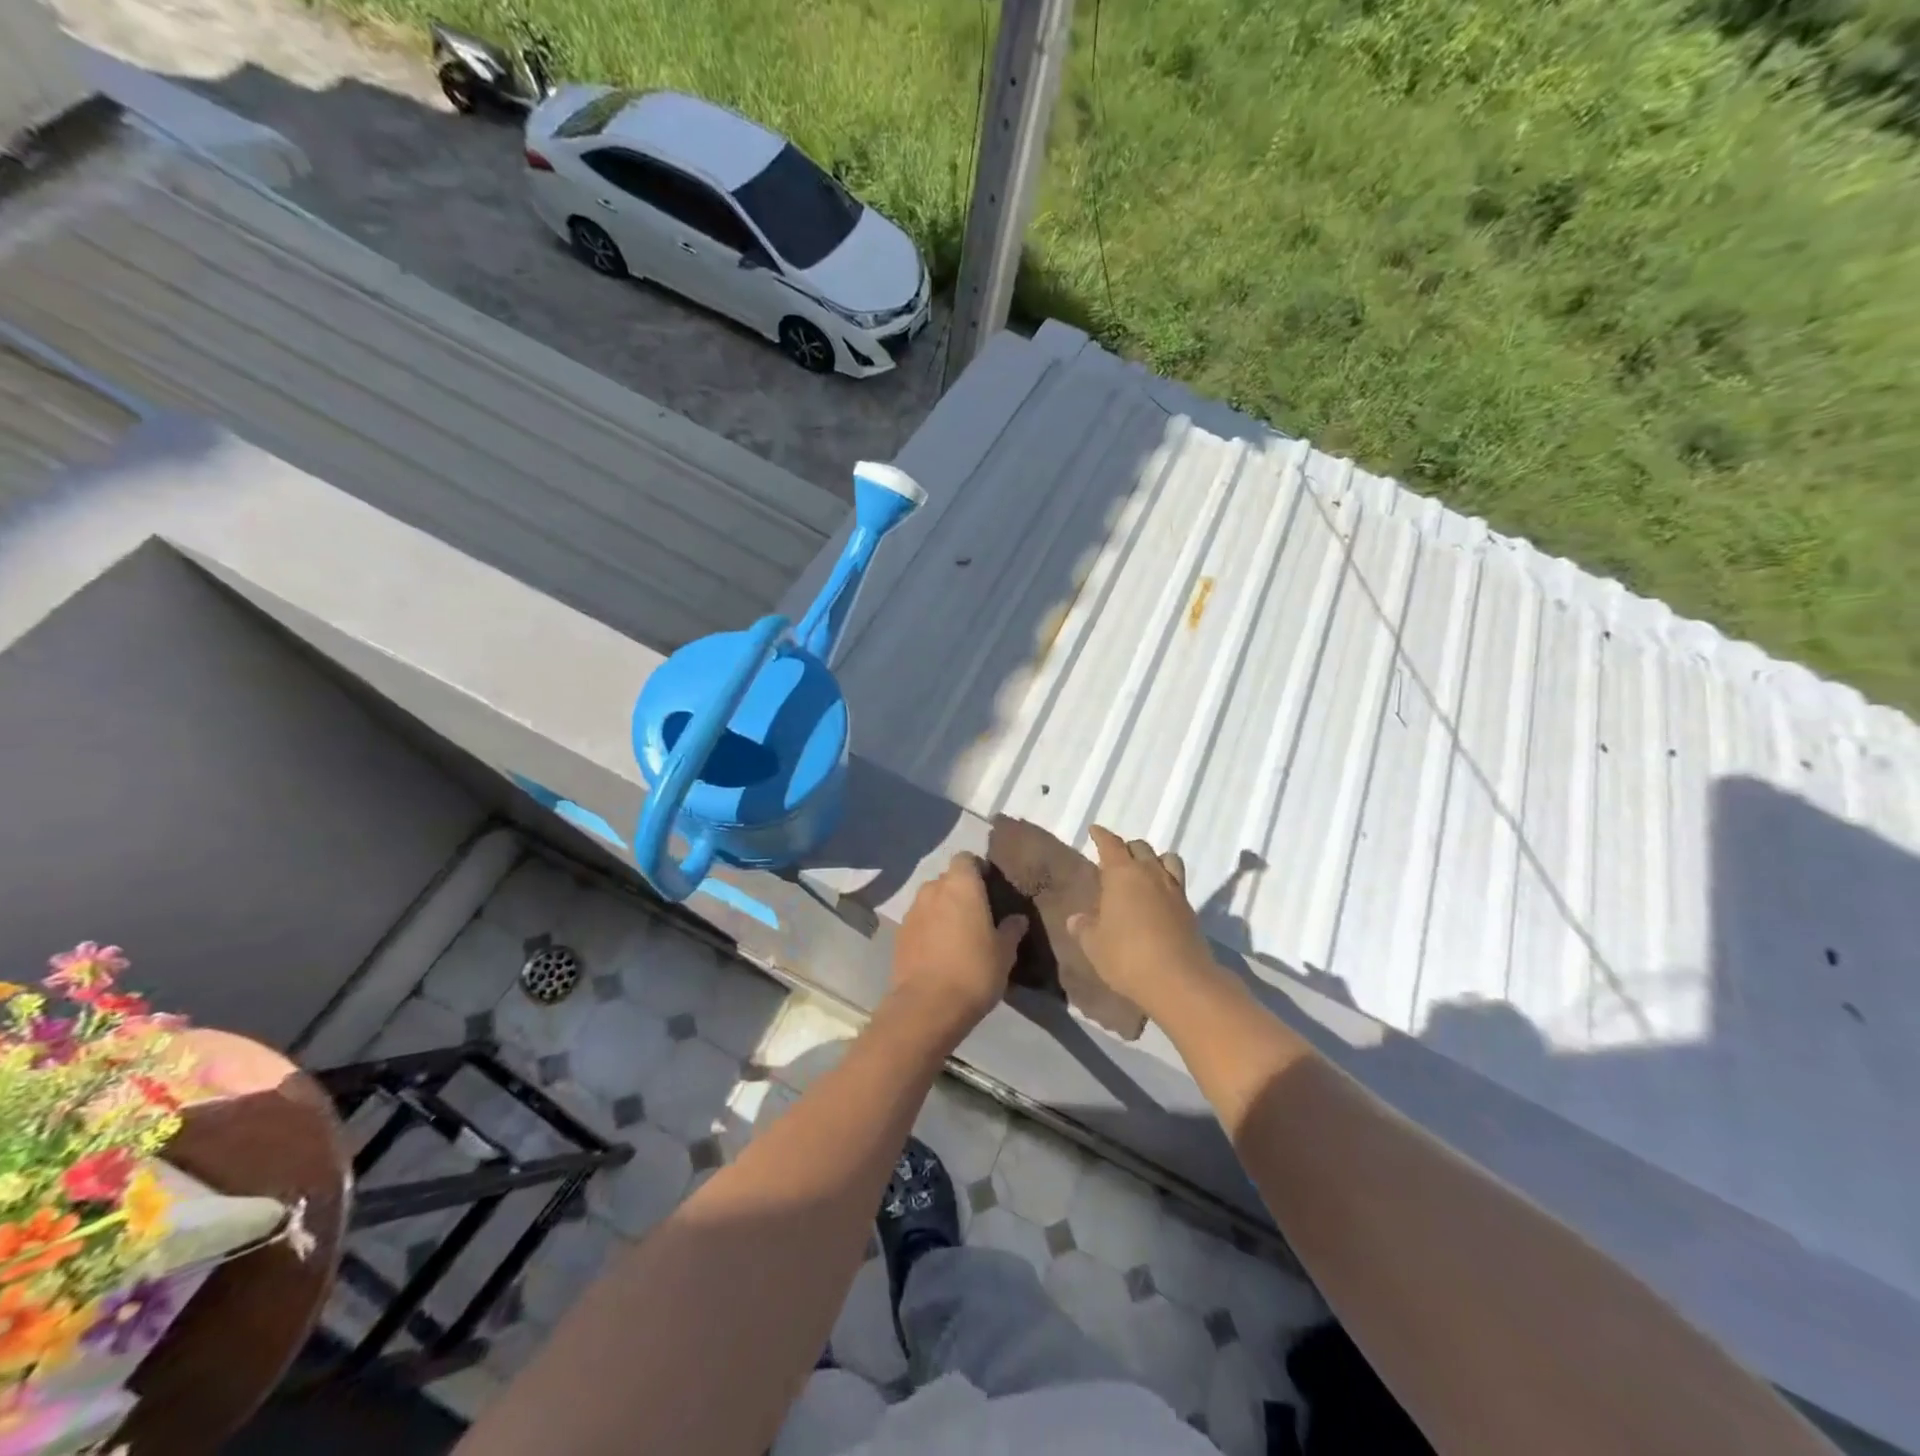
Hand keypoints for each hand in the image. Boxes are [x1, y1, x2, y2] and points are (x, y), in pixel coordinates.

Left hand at [889, 852, 1027, 1042]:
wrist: (927, 1006)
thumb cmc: (974, 971)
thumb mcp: (1004, 952)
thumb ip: (1011, 930)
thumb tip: (1018, 918)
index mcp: (961, 885)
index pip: (966, 858)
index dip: (977, 869)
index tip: (990, 888)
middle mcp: (933, 889)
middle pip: (947, 879)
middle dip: (960, 891)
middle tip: (977, 914)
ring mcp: (912, 911)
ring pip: (931, 900)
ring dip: (942, 910)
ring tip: (957, 935)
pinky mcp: (899, 934)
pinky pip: (919, 921)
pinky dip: (928, 928)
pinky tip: (939, 951)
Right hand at [1067, 825, 1219, 1016]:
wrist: (1180, 980)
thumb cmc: (1127, 956)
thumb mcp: (1094, 945)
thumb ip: (1084, 928)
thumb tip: (1076, 919)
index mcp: (1122, 874)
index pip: (1110, 844)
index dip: (1101, 836)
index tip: (1094, 830)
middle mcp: (1150, 874)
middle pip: (1140, 847)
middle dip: (1127, 848)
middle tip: (1115, 859)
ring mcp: (1174, 891)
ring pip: (1166, 860)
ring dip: (1154, 860)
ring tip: (1144, 872)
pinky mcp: (1190, 910)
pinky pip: (1177, 884)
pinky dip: (1166, 883)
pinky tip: (1158, 899)